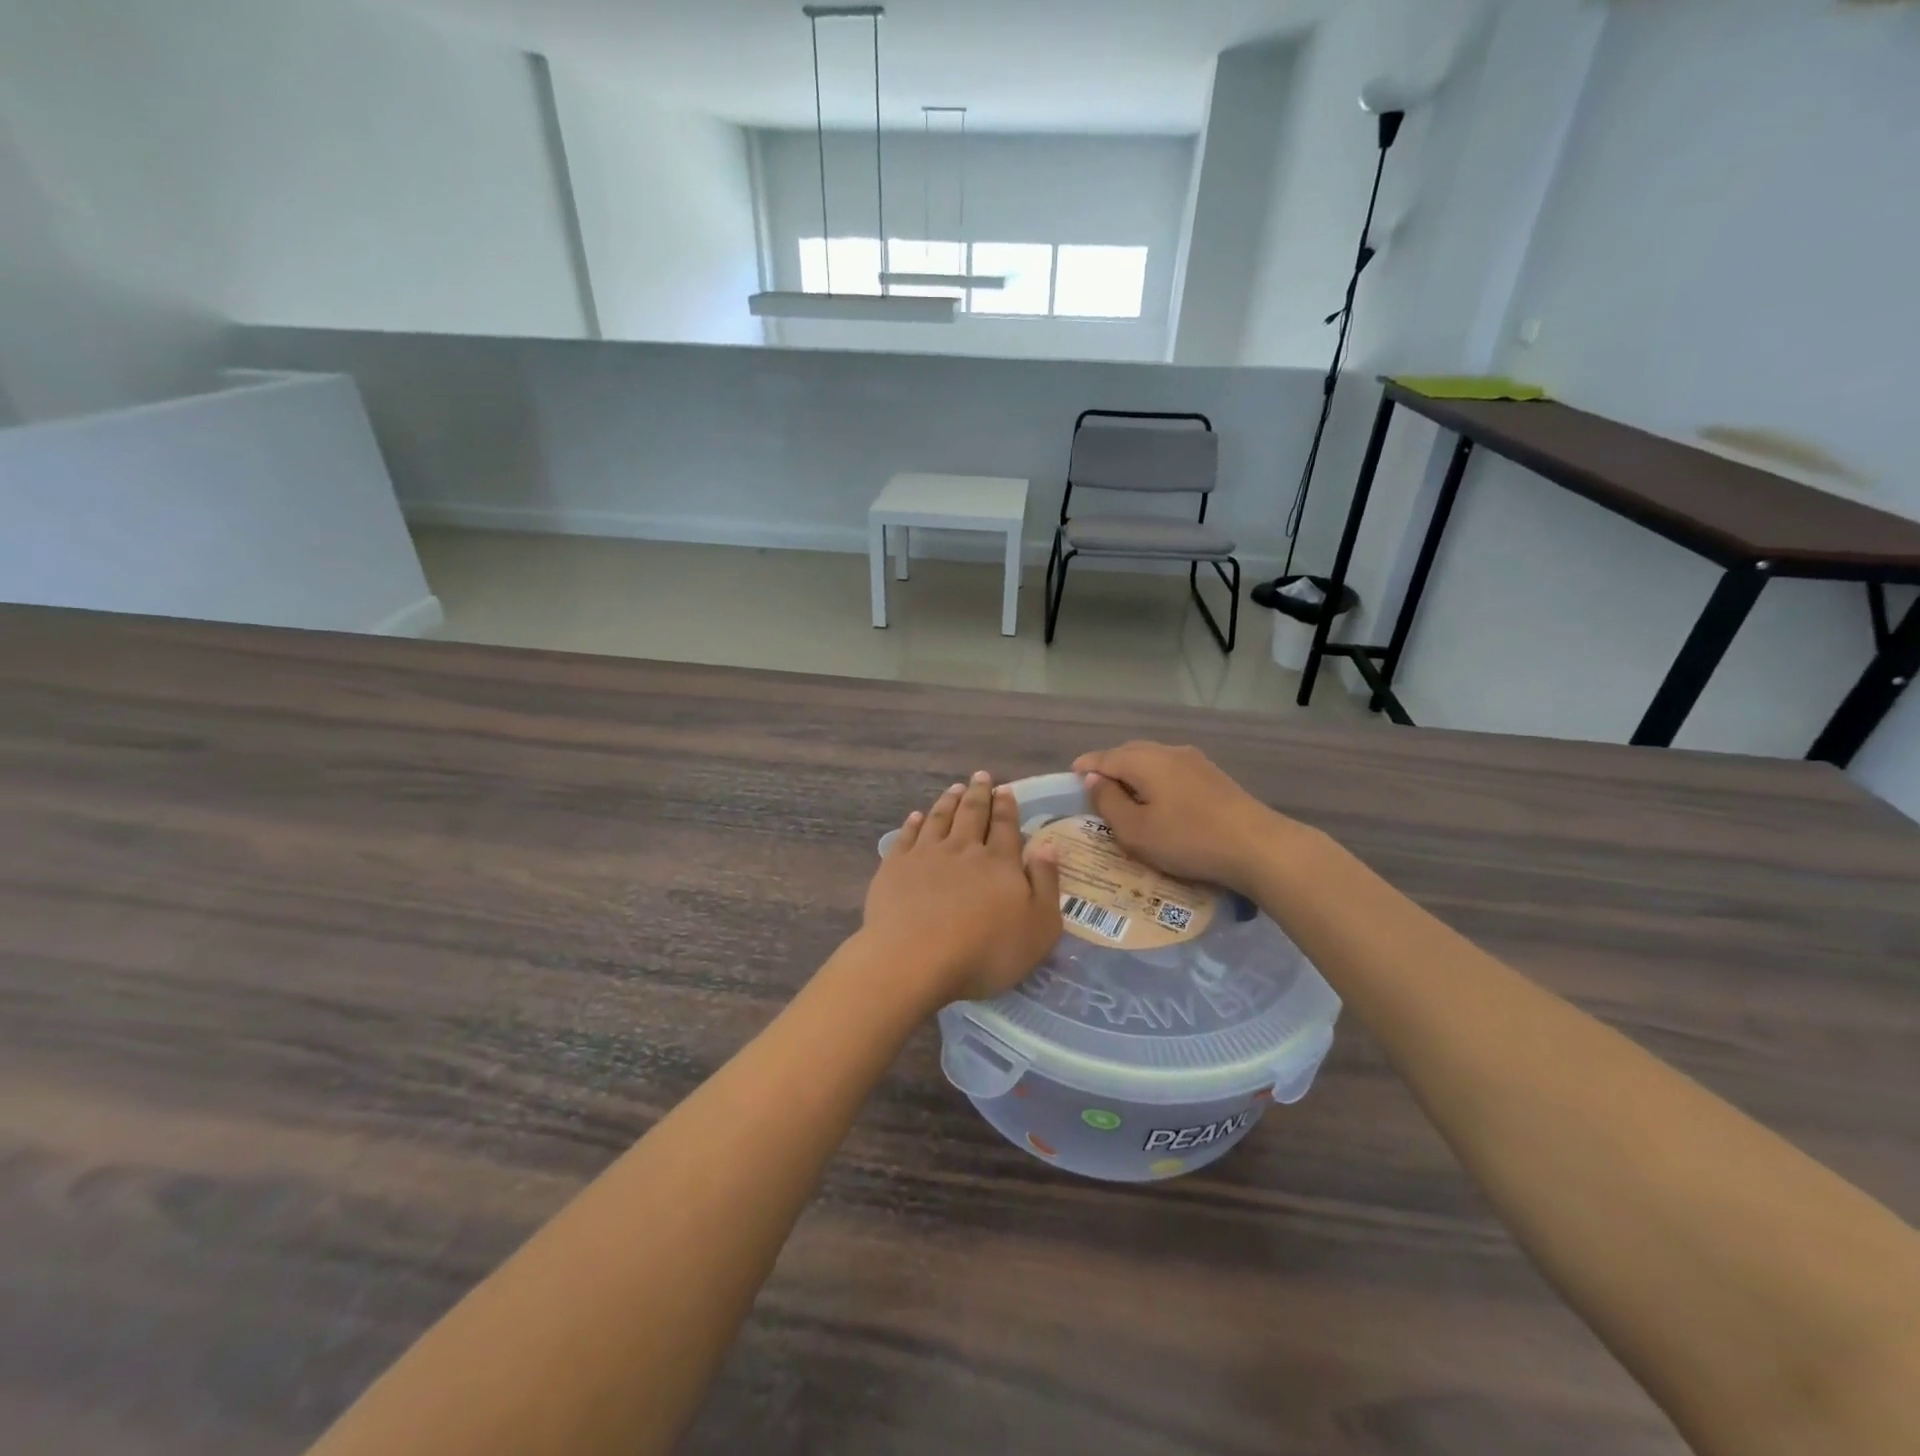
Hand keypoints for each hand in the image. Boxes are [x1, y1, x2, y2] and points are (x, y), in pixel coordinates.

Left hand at [862, 772, 1063, 1006]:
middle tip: (981, 776)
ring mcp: (926, 855)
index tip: (1005, 788)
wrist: (916, 960)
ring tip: (954, 788)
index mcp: (1000, 862)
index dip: (1006, 806)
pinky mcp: (895, 867)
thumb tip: (1049, 846)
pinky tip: (916, 816)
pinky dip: (913, 823)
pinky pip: (906, 836)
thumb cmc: (986, 952)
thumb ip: (1047, 884)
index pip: (1005, 825)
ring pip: (939, 819)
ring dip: (948, 801)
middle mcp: (963, 849)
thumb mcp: (1039, 927)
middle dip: (979, 793)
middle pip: (972, 813)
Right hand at [1071, 742, 1310, 895]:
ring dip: (1135, 773)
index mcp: (1143, 761)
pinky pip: (1172, 770)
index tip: (1071, 777)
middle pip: (1129, 753)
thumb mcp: (1135, 830)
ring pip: (1153, 760)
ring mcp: (1195, 761)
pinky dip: (1156, 780)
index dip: (1085, 767)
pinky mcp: (1214, 776)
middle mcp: (1167, 751)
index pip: (1104, 758)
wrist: (1257, 847)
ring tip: (1126, 795)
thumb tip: (1093, 779)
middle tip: (1096, 788)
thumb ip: (1108, 802)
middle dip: (1110, 767)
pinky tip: (1160, 799)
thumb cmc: (1187, 839)